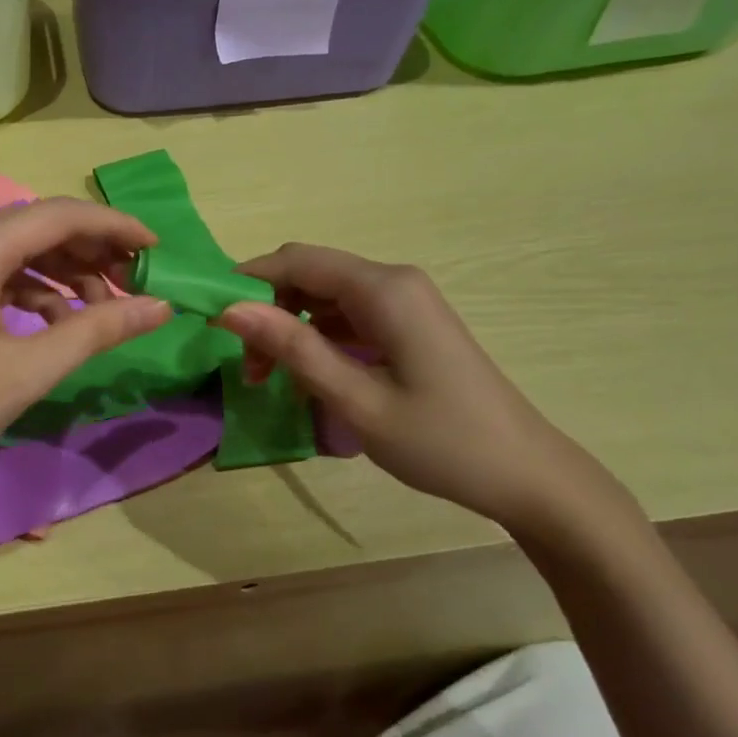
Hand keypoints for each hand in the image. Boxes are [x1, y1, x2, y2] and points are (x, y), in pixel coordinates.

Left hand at [0, 199, 171, 492]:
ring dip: (64, 274)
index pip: (61, 215)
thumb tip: (159, 306)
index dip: (115, 227)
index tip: (158, 249)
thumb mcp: (25, 371)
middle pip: (38, 227)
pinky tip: (54, 325)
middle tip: (136, 282)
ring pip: (17, 253)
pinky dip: (31, 293)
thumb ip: (96, 330)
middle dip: (92, 251)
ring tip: (102, 310)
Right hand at [216, 244, 635, 538]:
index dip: (248, 281)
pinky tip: (306, 376)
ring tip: (269, 379)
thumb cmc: (441, 441)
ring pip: (324, 297)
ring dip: (288, 328)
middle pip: (309, 274)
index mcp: (384, 290)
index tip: (211, 319)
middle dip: (267, 310)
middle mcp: (394, 282)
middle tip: (246, 365)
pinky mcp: (408, 325)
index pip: (297, 261)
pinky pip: (347, 316)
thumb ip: (293, 348)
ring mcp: (404, 303)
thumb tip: (230, 310)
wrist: (526, 476)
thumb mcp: (355, 399)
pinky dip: (316, 338)